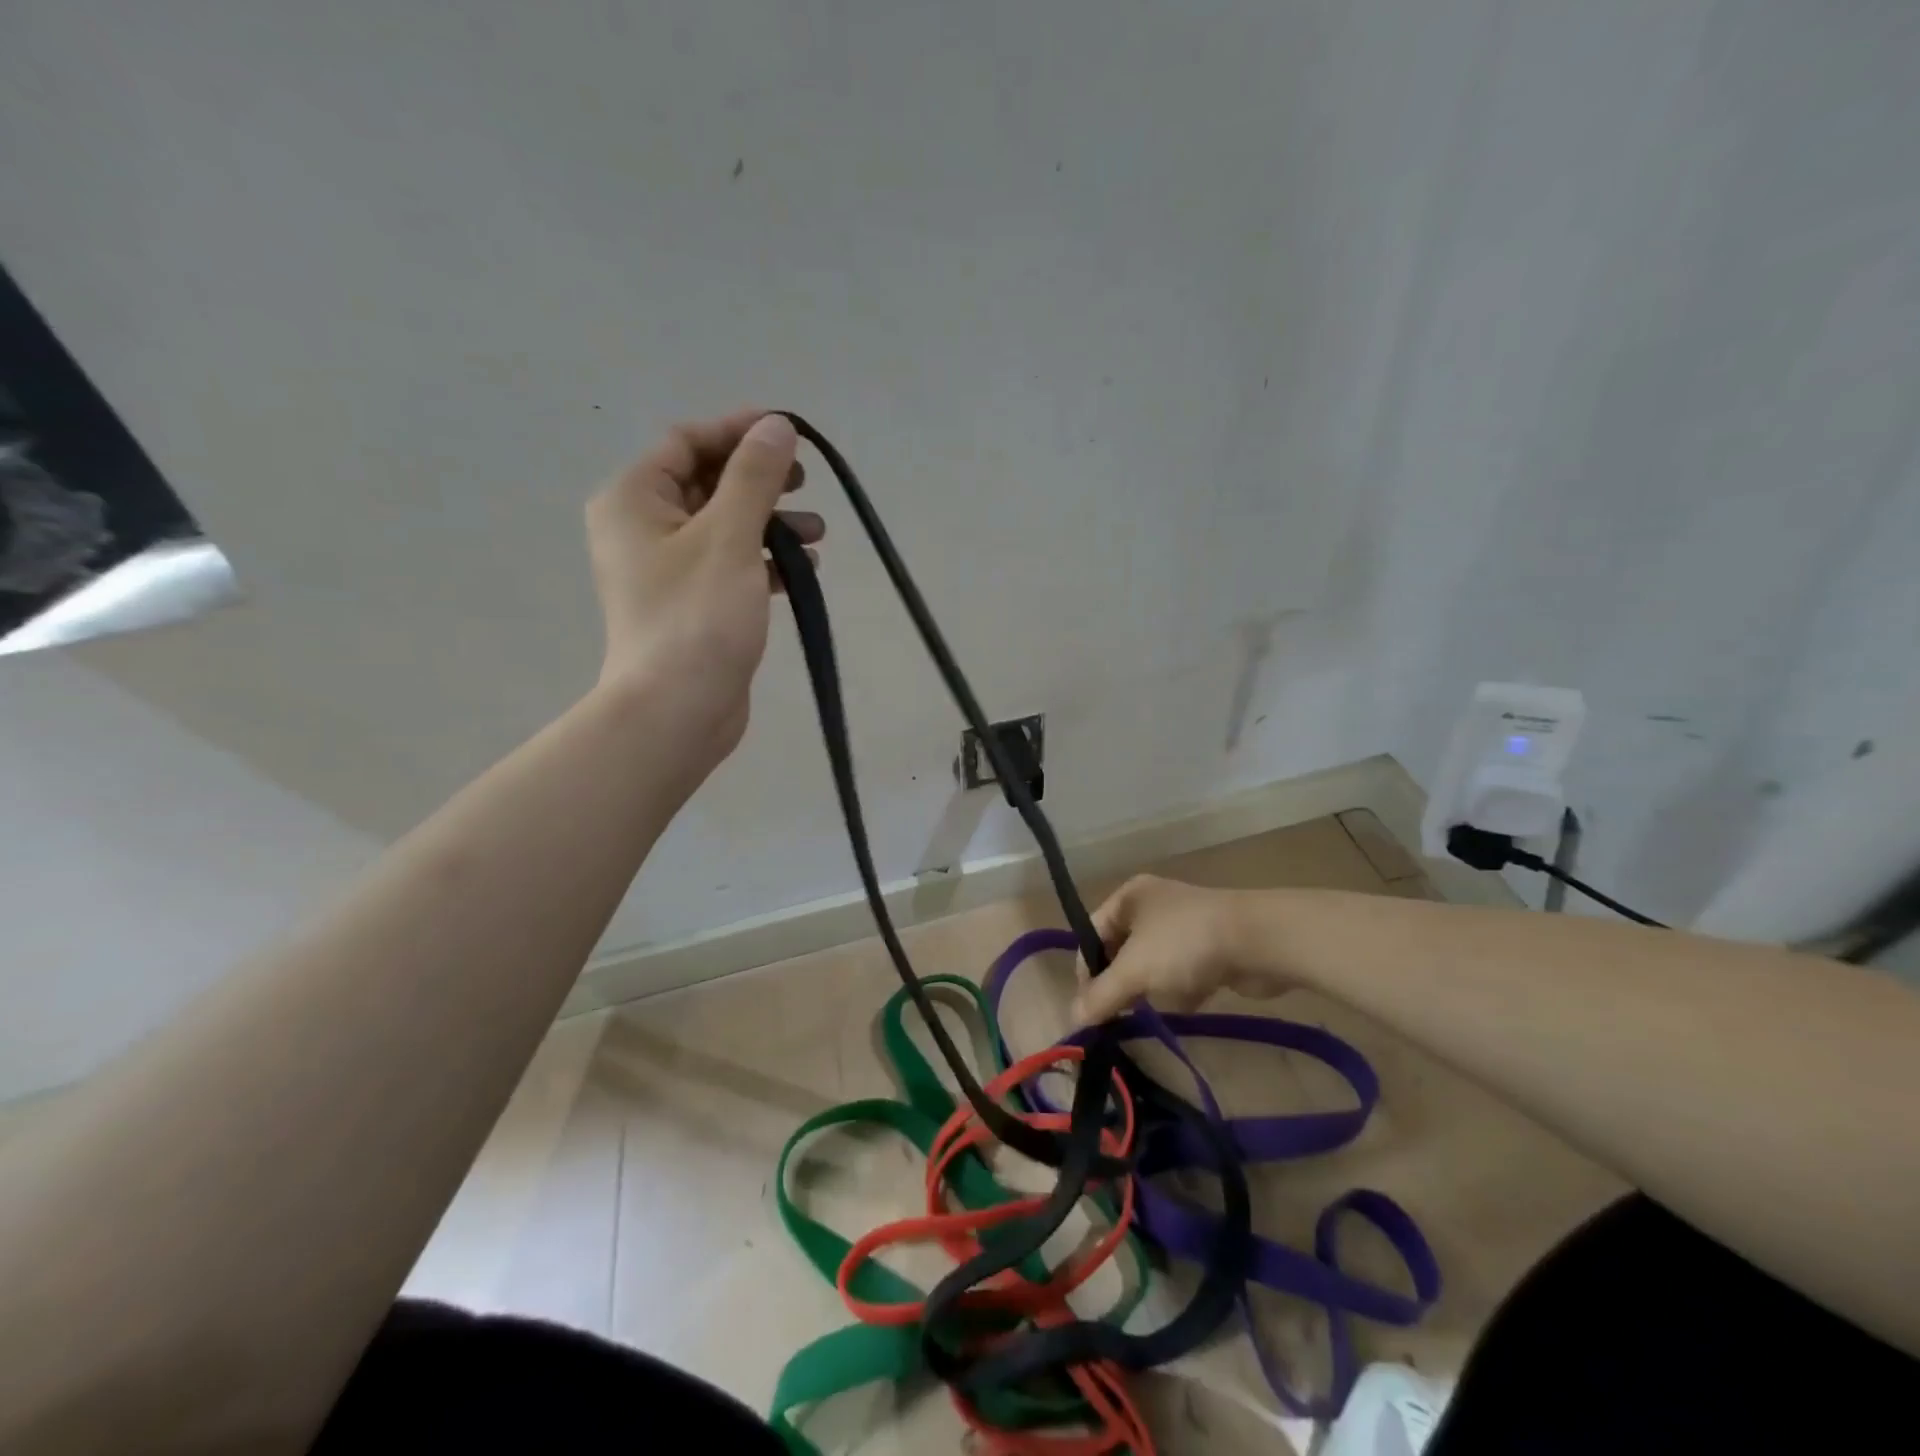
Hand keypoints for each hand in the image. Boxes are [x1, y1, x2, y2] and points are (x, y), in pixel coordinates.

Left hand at [585, 409, 822, 764]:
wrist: (677, 709)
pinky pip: (730, 565)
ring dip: (771, 522)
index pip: (687, 442)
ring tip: (819, 532)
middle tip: (806, 482)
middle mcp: (642, 528)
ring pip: (724, 527)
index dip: (739, 432)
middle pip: (707, 483)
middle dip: (760, 481)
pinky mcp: (692, 605)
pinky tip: (804, 571)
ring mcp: (666, 570)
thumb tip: (776, 425)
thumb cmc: (698, 616)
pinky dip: (765, 561)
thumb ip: (754, 476)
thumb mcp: (730, 536)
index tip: (791, 434)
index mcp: (633, 499)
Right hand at [1071, 875, 1282, 1024]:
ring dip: (1155, 987)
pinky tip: (1193, 997)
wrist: (1258, 940)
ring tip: (1165, 999)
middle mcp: (1153, 904)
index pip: (1092, 933)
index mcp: (1129, 897)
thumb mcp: (1134, 971)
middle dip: (1124, 981)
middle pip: (1122, 951)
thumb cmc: (1184, 944)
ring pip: (1153, 964)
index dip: (1086, 969)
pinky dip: (1184, 988)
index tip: (1091, 1007)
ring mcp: (1185, 924)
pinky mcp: (1211, 945)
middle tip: (1122, 1011)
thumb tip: (1073, 1020)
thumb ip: (1101, 996)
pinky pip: (1183, 972)